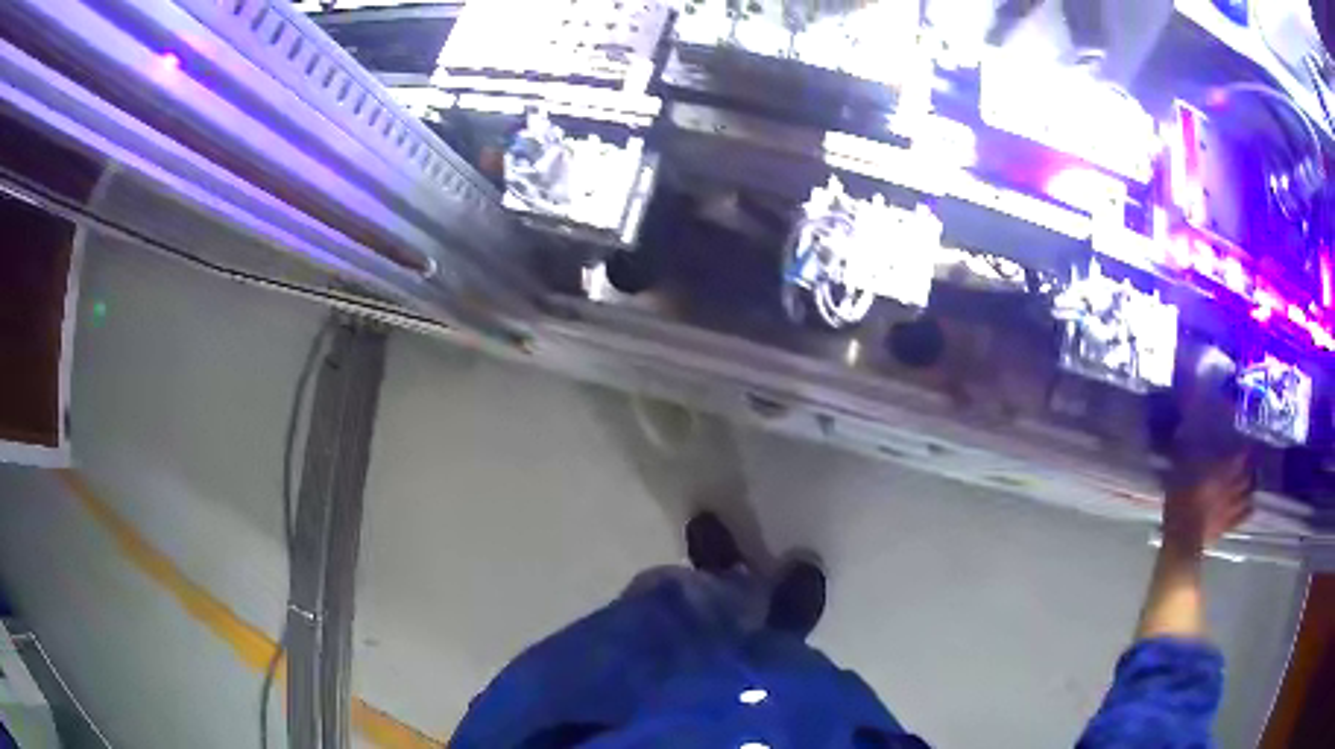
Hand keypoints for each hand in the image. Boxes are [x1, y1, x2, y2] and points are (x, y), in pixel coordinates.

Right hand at [1163, 455, 1253, 552]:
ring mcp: (1228, 510)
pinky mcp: (1225, 527)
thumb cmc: (1179, 508)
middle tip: (1252, 465)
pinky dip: (1247, 511)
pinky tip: (1251, 507)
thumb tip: (1185, 447)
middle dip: (1249, 472)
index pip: (1236, 461)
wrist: (1181, 542)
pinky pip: (1241, 518)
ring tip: (1253, 484)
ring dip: (1250, 490)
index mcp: (1218, 476)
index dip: (1243, 454)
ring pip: (1245, 497)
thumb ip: (1186, 465)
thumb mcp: (1177, 481)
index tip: (1247, 448)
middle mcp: (1227, 490)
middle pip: (1244, 479)